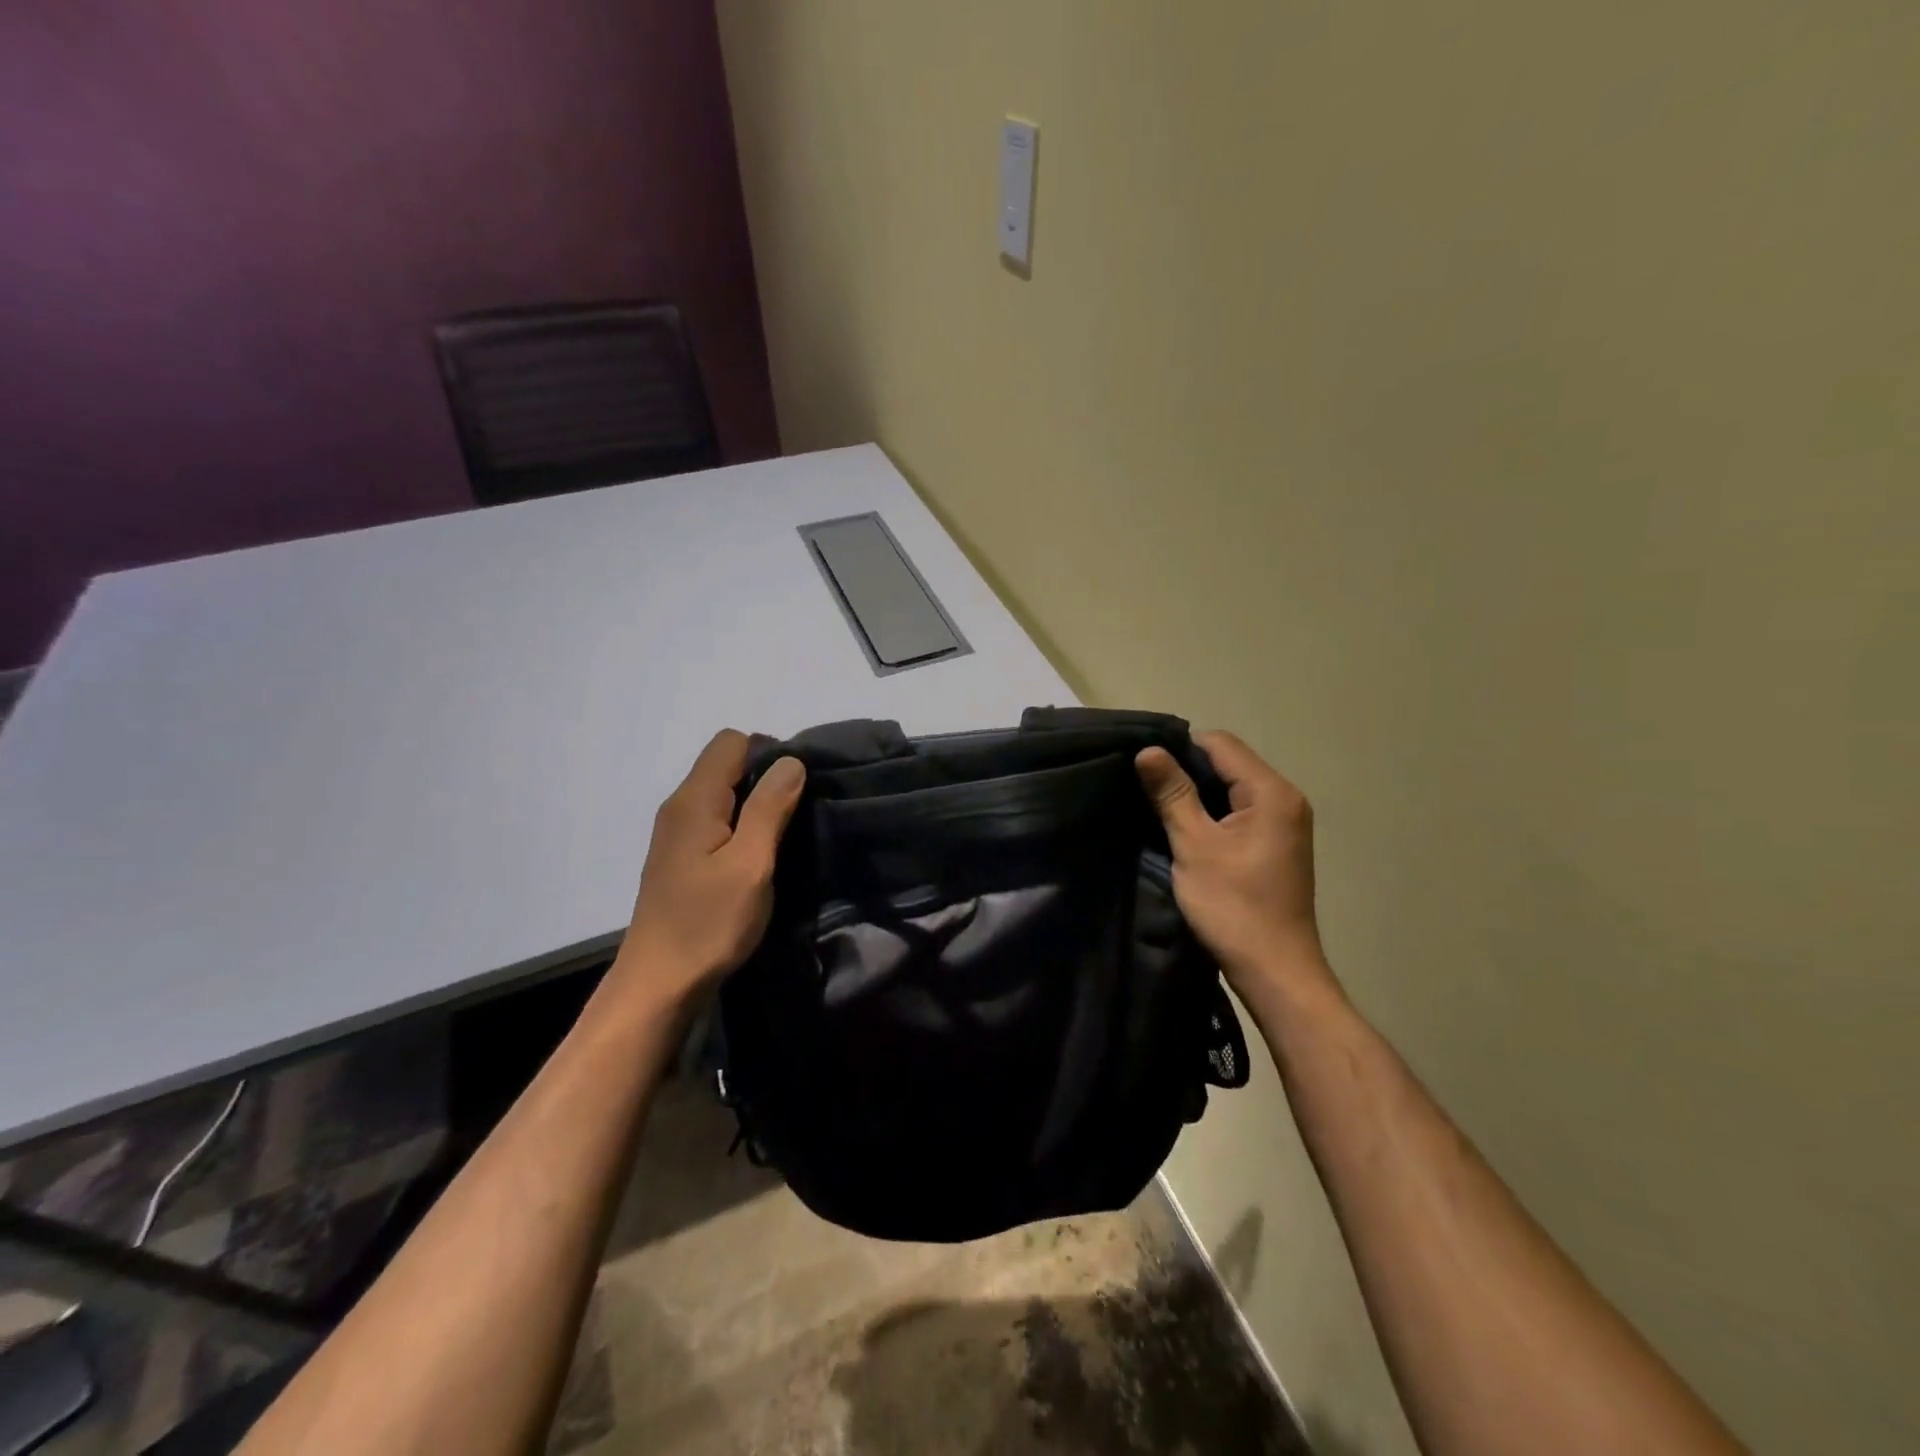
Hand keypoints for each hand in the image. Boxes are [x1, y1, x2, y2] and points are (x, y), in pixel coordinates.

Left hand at [614, 729, 805, 1006]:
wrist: (659, 984)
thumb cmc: (708, 923)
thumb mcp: (750, 864)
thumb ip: (769, 807)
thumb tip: (790, 760)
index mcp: (694, 800)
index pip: (732, 742)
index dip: (769, 753)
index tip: (795, 790)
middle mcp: (679, 807)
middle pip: (725, 764)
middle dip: (765, 778)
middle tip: (796, 816)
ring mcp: (677, 833)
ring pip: (723, 794)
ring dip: (755, 805)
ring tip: (782, 838)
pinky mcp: (681, 857)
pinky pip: (716, 820)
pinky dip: (741, 827)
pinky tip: (756, 858)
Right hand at [1135, 731, 1332, 996]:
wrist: (1275, 971)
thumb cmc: (1233, 906)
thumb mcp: (1194, 845)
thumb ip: (1172, 794)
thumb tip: (1147, 750)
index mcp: (1271, 792)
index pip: (1220, 743)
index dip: (1179, 747)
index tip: (1143, 767)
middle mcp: (1285, 798)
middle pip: (1228, 762)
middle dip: (1186, 769)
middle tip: (1144, 786)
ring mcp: (1284, 822)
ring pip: (1232, 787)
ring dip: (1197, 793)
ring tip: (1158, 806)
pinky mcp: (1276, 844)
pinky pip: (1240, 810)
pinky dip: (1212, 812)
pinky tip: (1185, 828)